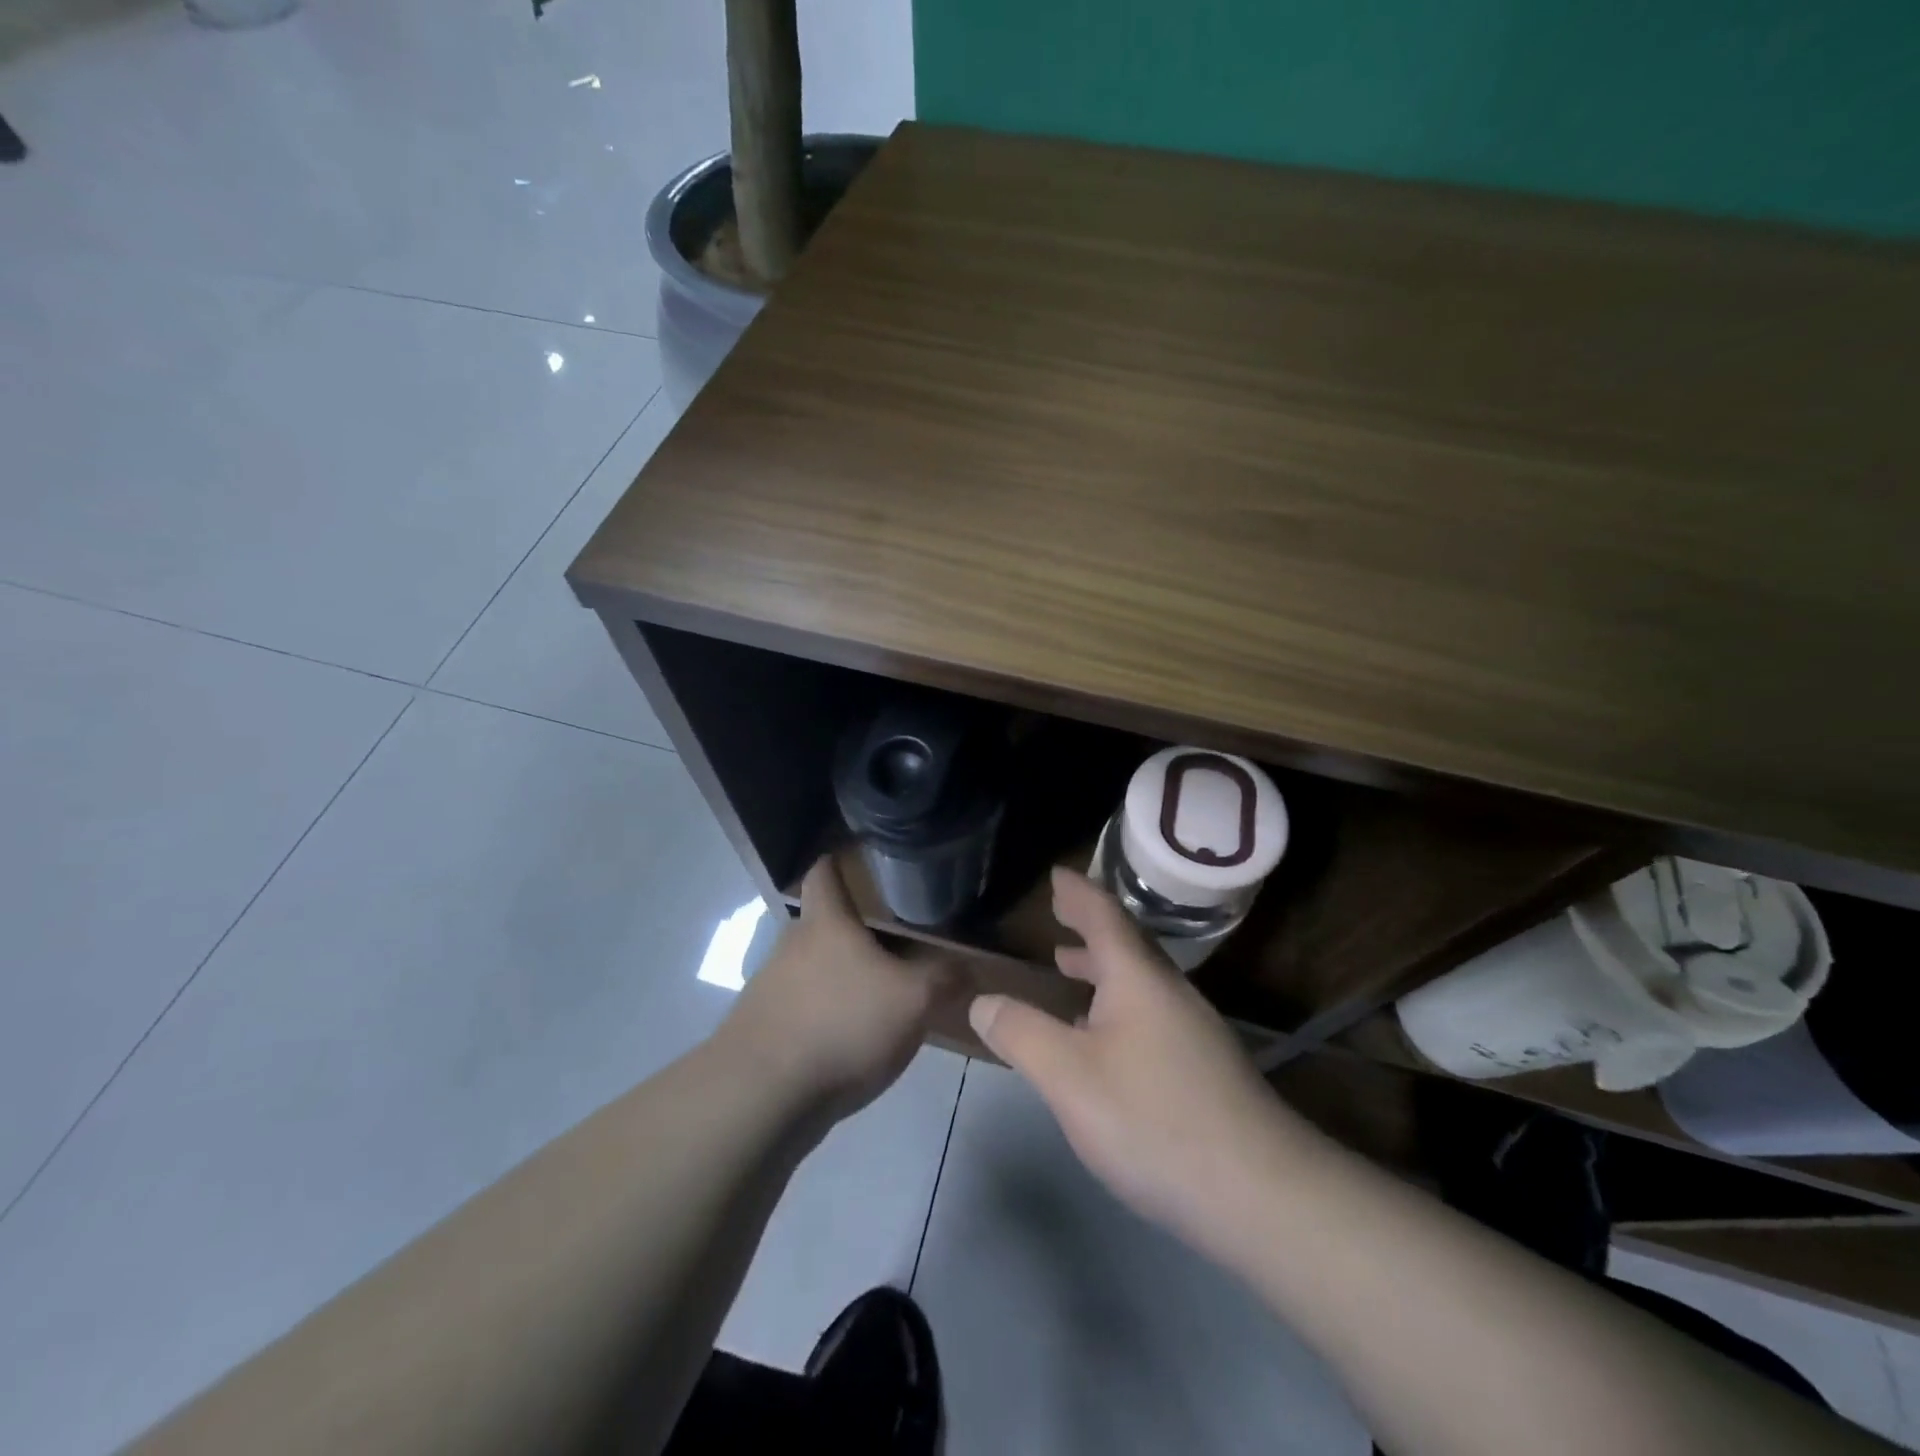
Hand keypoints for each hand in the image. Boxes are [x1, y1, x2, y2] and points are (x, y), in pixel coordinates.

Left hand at [718, 857, 957, 1122]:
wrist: (762, 1096)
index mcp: (825, 923)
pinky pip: (799, 1011)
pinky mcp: (761, 1031)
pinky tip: (847, 1044)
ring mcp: (769, 989)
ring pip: (809, 970)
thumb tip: (968, 968)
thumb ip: (944, 979)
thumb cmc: (842, 1025)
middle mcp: (791, 946)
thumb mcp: (914, 1001)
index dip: (837, 862)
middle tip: (890, 944)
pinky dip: (822, 1017)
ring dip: (836, 979)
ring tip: (874, 1000)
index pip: (823, 872)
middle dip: (850, 932)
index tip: (856, 862)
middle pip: (820, 924)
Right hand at [968, 868, 1294, 1245]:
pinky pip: (1150, 1012)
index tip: (1056, 875)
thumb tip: (983, 1001)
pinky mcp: (1204, 1068)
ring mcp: (1193, 1031)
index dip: (1077, 893)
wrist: (1261, 1194)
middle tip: (1060, 914)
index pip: (1104, 916)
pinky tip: (1104, 1039)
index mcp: (1138, 978)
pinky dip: (1117, 1003)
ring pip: (1140, 981)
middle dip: (1090, 926)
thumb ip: (1022, 1034)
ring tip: (1069, 965)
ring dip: (1102, 966)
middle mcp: (1170, 993)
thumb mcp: (1069, 1077)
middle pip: (1127, 944)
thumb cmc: (1154, 1120)